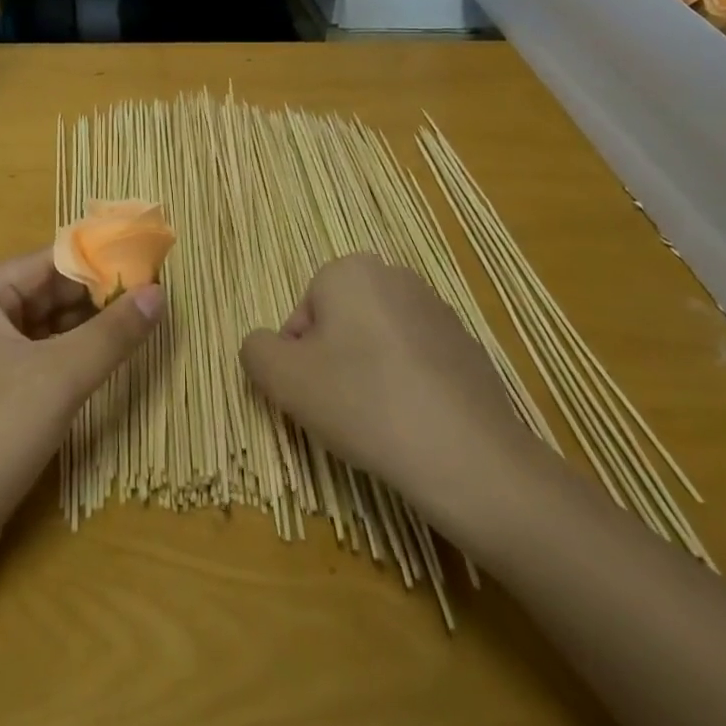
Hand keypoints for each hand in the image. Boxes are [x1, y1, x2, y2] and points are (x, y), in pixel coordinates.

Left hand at [0, 248, 163, 579]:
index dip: (96, 262)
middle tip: (149, 298)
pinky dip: (70, 358)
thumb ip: (112, 333)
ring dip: (86, 328)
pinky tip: (105, 363)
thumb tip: (158, 293)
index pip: (47, 262)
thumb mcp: (60, 376)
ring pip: (44, 329)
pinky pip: (38, 361)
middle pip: (46, 293)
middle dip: (95, 296)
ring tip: (138, 325)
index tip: (144, 266)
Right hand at [239, 253, 549, 545]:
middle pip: (339, 326)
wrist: (467, 455)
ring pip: (377, 346)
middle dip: (332, 365)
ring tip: (377, 423)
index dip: (297, 361)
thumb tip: (264, 346)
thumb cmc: (363, 402)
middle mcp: (395, 277)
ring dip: (368, 378)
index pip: (301, 316)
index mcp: (349, 270)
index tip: (311, 397)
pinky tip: (412, 427)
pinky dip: (407, 389)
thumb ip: (257, 350)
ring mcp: (438, 312)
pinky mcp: (468, 349)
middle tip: (339, 410)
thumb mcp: (284, 379)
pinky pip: (416, 365)